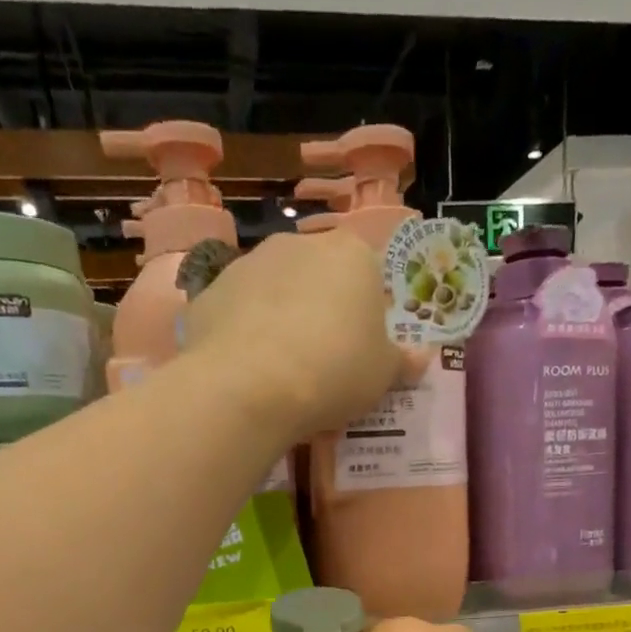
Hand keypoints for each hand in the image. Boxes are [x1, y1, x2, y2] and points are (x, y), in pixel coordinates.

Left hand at [181, 229, 416, 439]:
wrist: (250, 387)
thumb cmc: (334, 372)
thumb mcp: (383, 376)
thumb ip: (402, 362)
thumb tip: (422, 357)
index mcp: (351, 255)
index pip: (369, 273)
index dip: (366, 313)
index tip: (360, 349)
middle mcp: (299, 244)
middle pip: (318, 278)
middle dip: (321, 312)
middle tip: (322, 363)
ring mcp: (247, 264)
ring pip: (273, 293)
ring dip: (279, 321)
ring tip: (280, 372)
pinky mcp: (208, 292)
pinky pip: (236, 315)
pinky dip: (242, 337)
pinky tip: (245, 373)